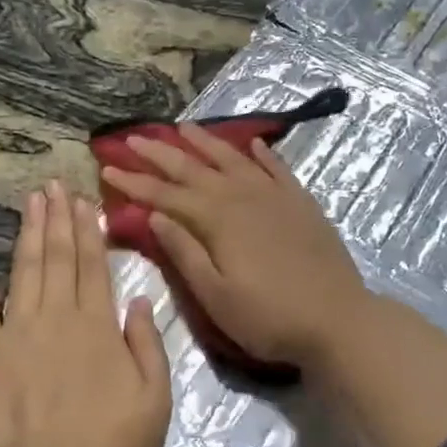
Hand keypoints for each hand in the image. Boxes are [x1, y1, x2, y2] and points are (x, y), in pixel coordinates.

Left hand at [0, 181, 171, 446]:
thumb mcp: (155, 399)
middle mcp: (56, 315)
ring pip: (24, 270)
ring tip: (30, 201)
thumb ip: (148, 345)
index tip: (84, 199)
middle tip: (53, 185)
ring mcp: (17, 331)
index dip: (89, 229)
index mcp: (97, 324)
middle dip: (57, 218)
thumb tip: (140, 300)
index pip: (93, 264)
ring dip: (28, 233)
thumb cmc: (110, 445)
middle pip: (58, 257)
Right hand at [100, 125, 372, 368]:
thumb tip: (153, 215)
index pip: (166, 194)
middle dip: (160, 153)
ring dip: (205, 142)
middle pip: (194, 168)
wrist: (338, 319)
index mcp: (217, 220)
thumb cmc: (269, 317)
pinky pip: (276, 168)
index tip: (108, 167)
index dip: (135, 181)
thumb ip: (184, 252)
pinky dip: (261, 154)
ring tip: (183, 127)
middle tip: (133, 138)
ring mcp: (274, 196)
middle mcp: (242, 196)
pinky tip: (251, 144)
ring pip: (232, 159)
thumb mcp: (216, 296)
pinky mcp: (300, 203)